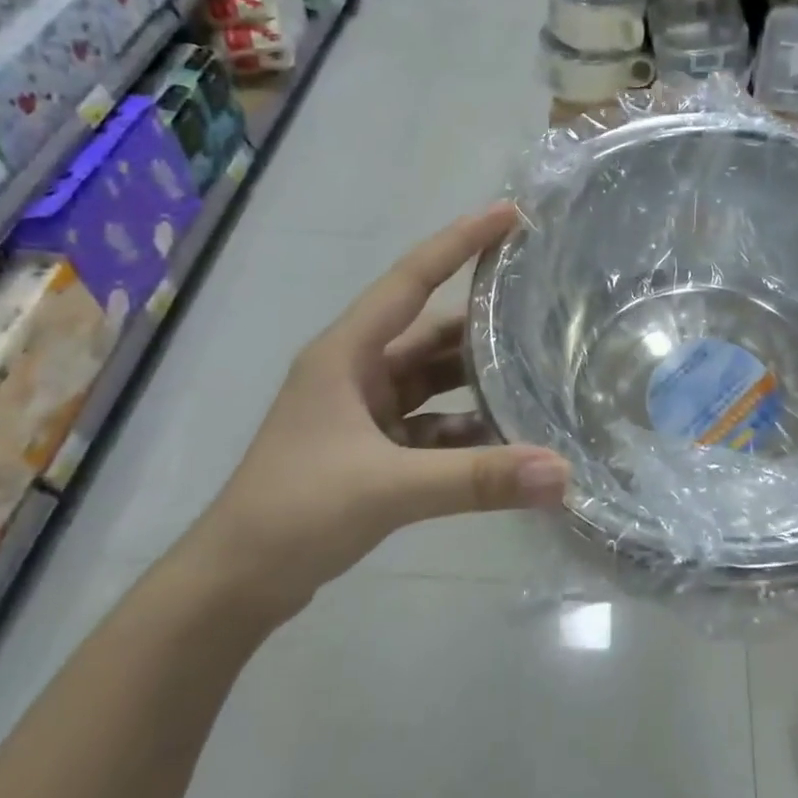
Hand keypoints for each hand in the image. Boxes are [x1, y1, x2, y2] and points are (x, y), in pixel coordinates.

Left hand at [188, 204, 569, 620]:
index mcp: (346, 354)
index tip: (509, 214)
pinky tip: (505, 444)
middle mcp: (354, 371)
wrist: (235, 583)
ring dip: (477, 382)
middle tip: (544, 307)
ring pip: (433, 382)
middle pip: (430, 332)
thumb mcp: (390, 488)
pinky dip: (464, 430)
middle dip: (483, 323)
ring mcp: (360, 412)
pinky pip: (429, 425)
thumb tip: (562, 472)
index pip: (412, 280)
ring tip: (538, 375)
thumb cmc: (296, 512)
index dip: (459, 242)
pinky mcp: (369, 450)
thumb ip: (478, 479)